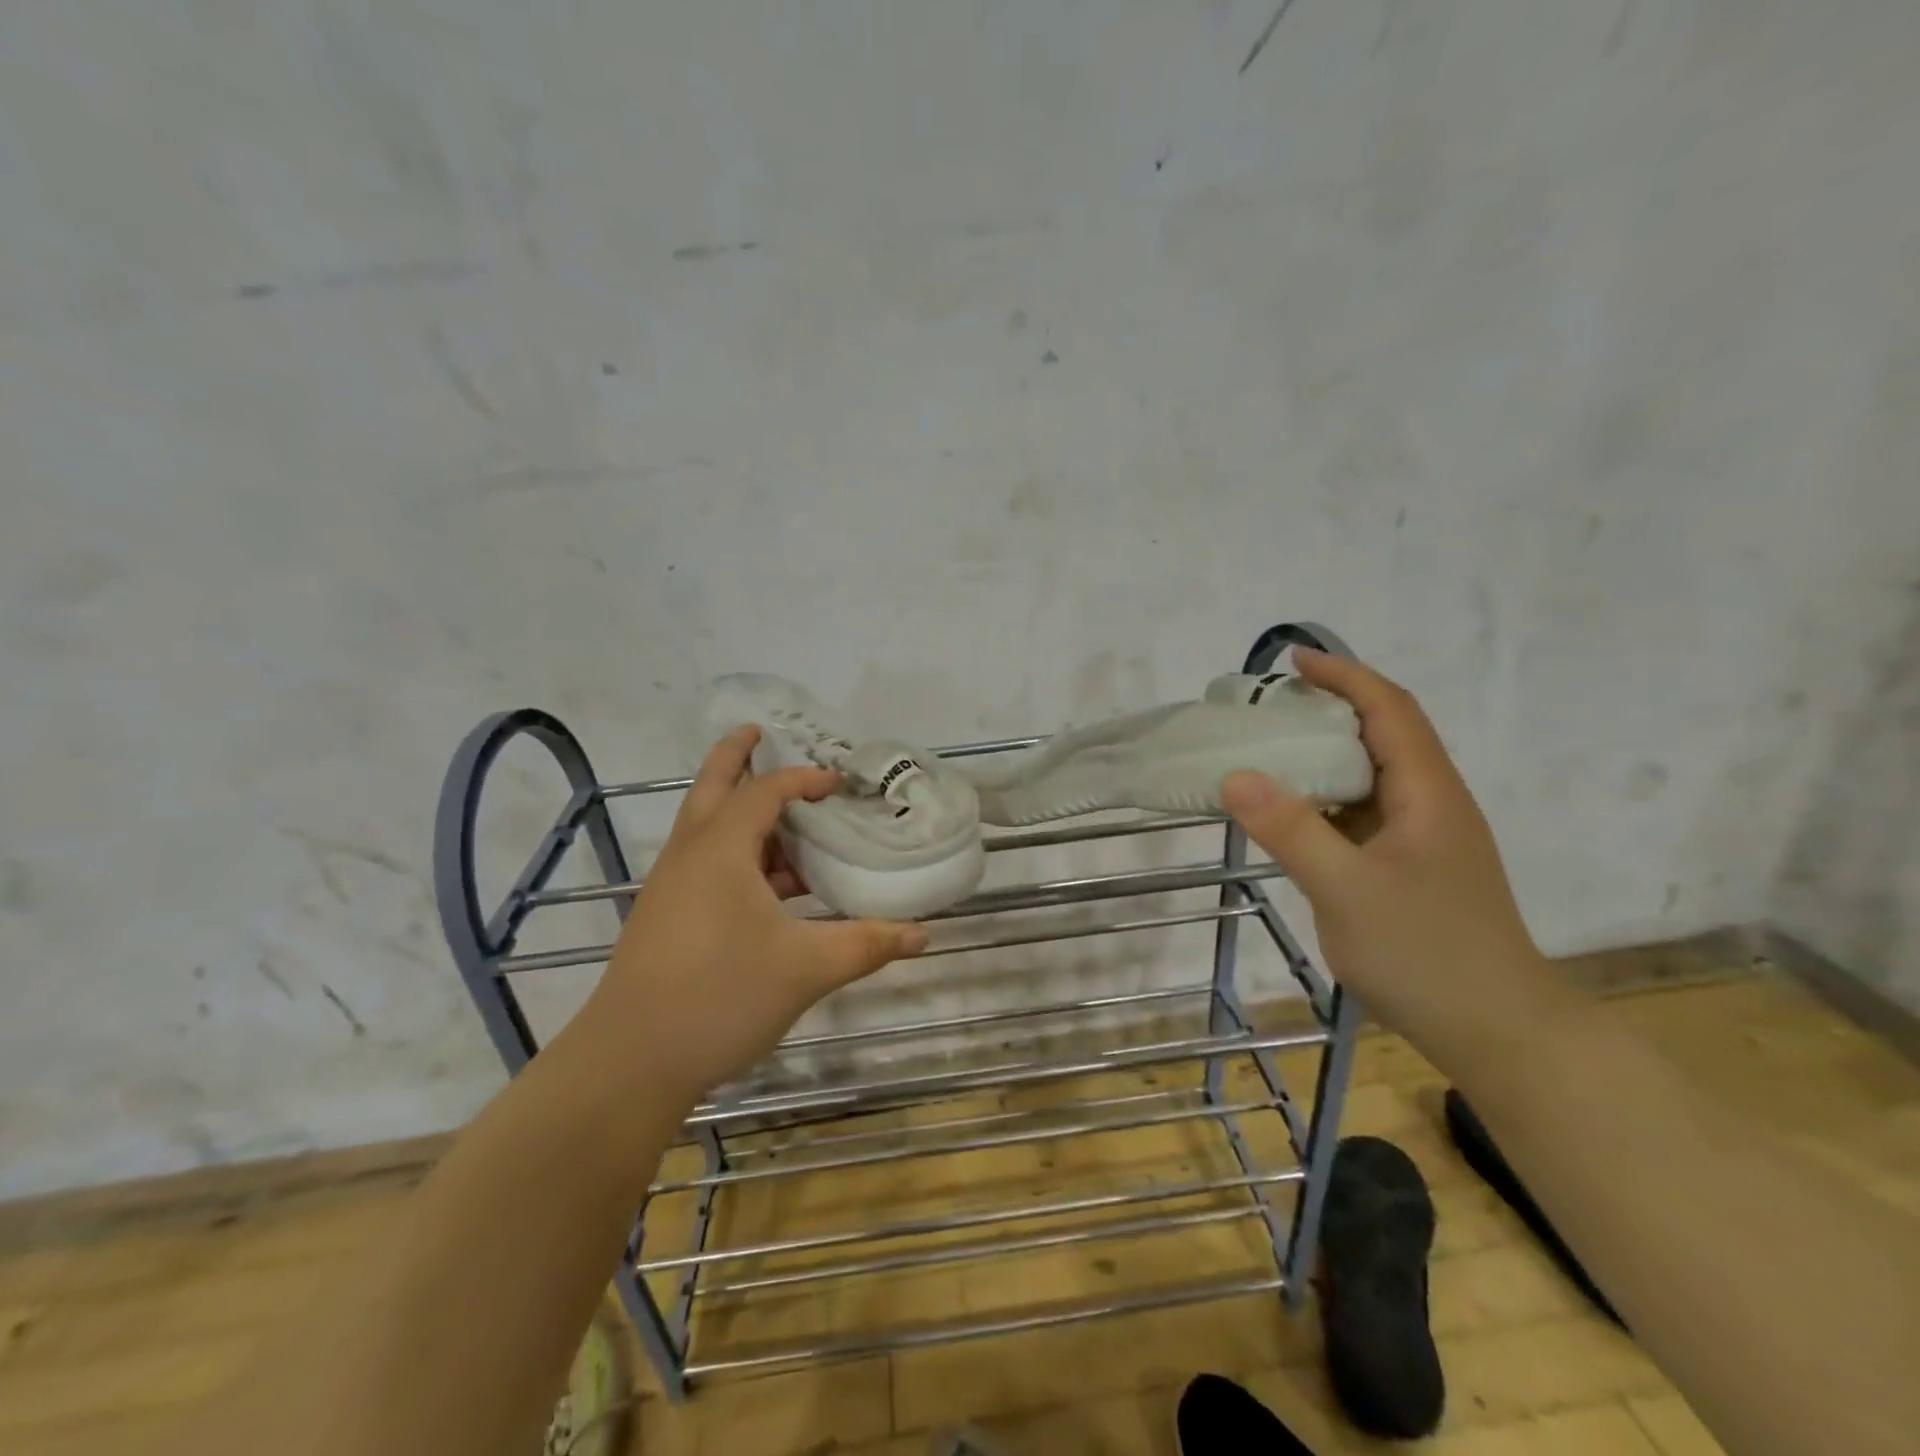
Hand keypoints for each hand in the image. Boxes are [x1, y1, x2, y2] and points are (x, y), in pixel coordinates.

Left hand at [584, 726, 926, 1102]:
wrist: (629, 1063)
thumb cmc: (719, 997)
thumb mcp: (805, 969)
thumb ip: (866, 944)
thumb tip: (923, 935)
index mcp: (721, 849)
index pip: (766, 791)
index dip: (805, 780)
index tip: (840, 784)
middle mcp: (690, 854)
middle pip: (713, 786)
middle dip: (736, 755)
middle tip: (761, 734)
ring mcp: (672, 886)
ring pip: (708, 828)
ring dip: (744, 815)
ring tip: (792, 827)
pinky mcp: (666, 916)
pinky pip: (707, 863)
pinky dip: (739, 856)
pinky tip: (774, 892)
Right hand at [1220, 649, 1554, 1058]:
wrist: (1498, 1032)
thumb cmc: (1428, 954)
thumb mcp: (1347, 890)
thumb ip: (1291, 830)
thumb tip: (1235, 775)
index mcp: (1427, 793)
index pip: (1389, 709)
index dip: (1344, 676)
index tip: (1292, 662)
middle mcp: (1430, 803)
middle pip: (1381, 735)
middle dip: (1327, 709)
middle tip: (1265, 710)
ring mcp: (1422, 838)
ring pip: (1369, 776)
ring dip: (1323, 756)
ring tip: (1267, 753)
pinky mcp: (1409, 867)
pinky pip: (1360, 814)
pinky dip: (1323, 799)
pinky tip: (1290, 815)